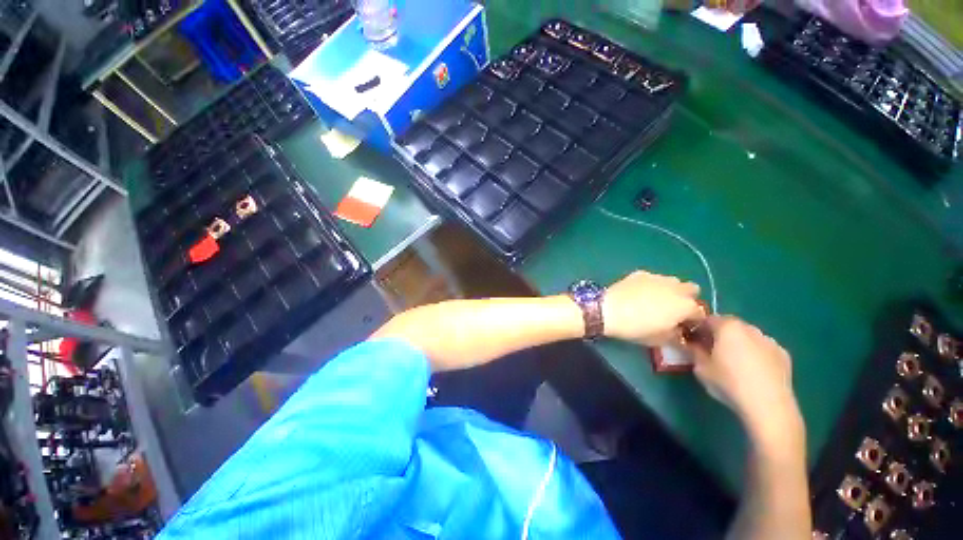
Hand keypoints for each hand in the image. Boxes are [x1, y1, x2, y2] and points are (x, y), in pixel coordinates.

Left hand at [603, 271, 704, 345]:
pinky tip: (638, 293)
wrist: (608, 309)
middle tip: (672, 310)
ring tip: (654, 300)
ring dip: (670, 290)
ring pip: (673, 281)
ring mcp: (658, 277)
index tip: (683, 326)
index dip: (693, 321)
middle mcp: (676, 288)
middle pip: (692, 290)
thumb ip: (675, 336)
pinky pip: (653, 278)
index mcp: (686, 306)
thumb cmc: (636, 328)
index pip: (700, 313)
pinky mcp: (641, 273)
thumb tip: (678, 333)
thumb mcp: (659, 340)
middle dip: (686, 299)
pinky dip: (651, 284)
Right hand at [692, 317, 802, 442]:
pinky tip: (751, 370)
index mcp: (727, 327)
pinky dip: (754, 353)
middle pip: (729, 325)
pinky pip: (763, 348)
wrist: (769, 406)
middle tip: (709, 349)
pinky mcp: (784, 355)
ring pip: (747, 336)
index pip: (707, 319)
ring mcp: (769, 341)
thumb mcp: (700, 368)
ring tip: (731, 360)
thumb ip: (693, 351)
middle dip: (718, 334)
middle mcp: (749, 328)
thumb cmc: (729, 383)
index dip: (697, 327)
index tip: (690, 338)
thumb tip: (689, 343)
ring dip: (737, 343)